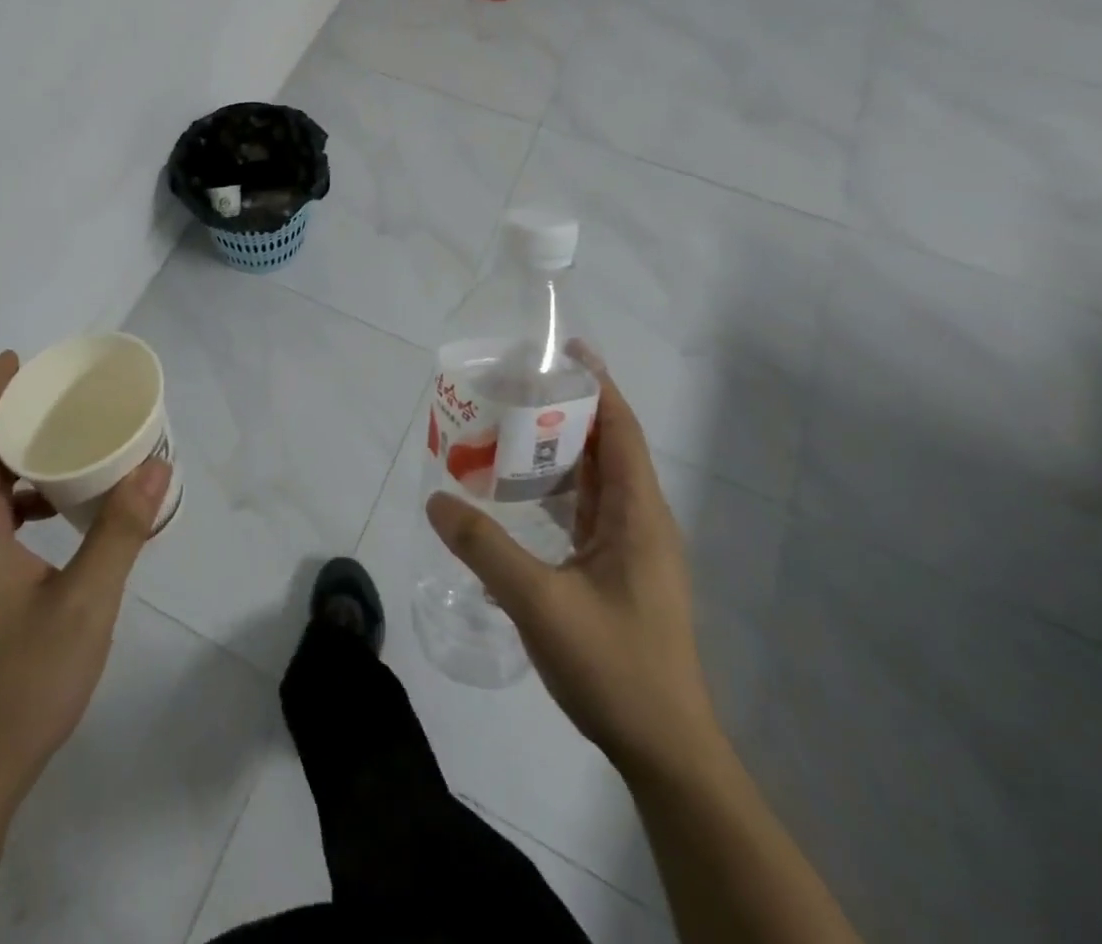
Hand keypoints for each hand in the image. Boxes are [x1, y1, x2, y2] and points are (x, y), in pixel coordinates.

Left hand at [0, 351, 172, 804]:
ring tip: (64, 437)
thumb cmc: (22, 684)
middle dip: (5, 414)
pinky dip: (23, 495)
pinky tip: (63, 507)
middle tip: (54, 391)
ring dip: (15, 455)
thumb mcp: (85, 603)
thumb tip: (156, 464)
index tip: (17, 359)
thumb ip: (121, 531)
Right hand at [426, 349, 719, 777]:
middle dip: (567, 412)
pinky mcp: (621, 574)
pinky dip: (558, 492)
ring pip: (598, 482)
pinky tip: (519, 497)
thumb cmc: (614, 667)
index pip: (622, 430)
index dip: (598, 385)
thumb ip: (484, 548)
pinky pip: (589, 513)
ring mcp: (634, 550)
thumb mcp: (539, 603)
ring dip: (559, 452)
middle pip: (608, 448)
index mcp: (639, 516)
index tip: (565, 351)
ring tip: (508, 431)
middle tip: (514, 388)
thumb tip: (436, 498)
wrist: (665, 751)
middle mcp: (643, 522)